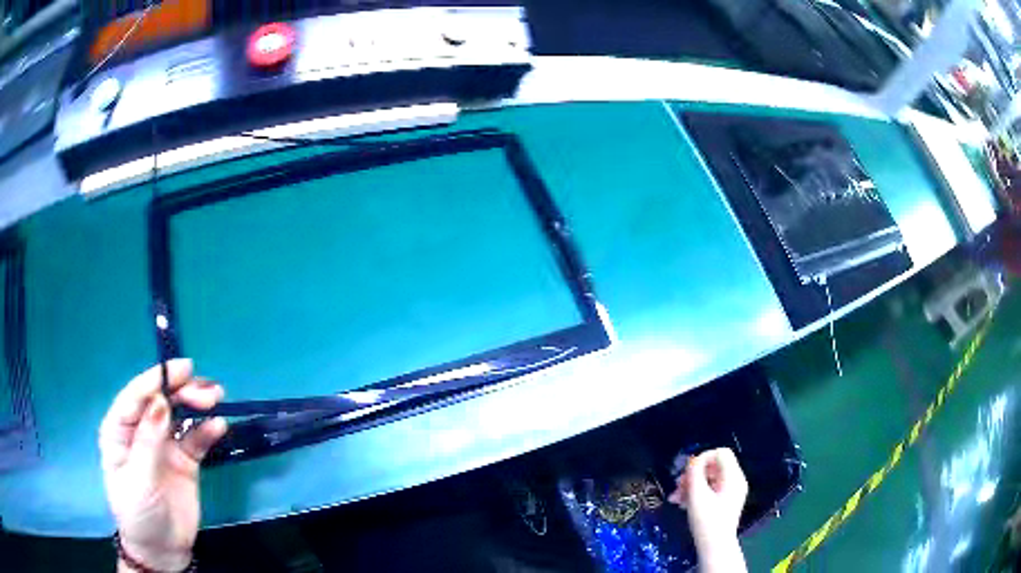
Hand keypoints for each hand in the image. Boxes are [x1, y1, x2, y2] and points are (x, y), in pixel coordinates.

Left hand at [99, 359, 226, 571]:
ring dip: (197, 404)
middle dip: (181, 391)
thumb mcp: (139, 480)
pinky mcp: (184, 461)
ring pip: (180, 415)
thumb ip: (148, 442)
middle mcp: (141, 431)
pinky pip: (196, 440)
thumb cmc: (139, 513)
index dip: (156, 380)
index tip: (180, 369)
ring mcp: (164, 445)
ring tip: (216, 399)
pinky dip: (207, 431)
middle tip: (206, 392)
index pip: (136, 397)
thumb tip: (160, 402)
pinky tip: (219, 427)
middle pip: (161, 401)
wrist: (162, 550)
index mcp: (120, 430)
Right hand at [668, 448, 748, 572]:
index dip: (702, 457)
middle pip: (713, 466)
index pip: (720, 453)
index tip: (687, 471)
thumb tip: (693, 461)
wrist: (714, 547)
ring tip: (676, 498)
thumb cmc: (707, 521)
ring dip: (691, 485)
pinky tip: (682, 504)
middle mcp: (735, 481)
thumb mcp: (697, 495)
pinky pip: (710, 489)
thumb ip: (695, 473)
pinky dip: (696, 493)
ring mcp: (730, 492)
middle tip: (678, 486)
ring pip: (709, 478)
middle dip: (693, 474)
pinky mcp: (724, 502)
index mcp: (733, 477)